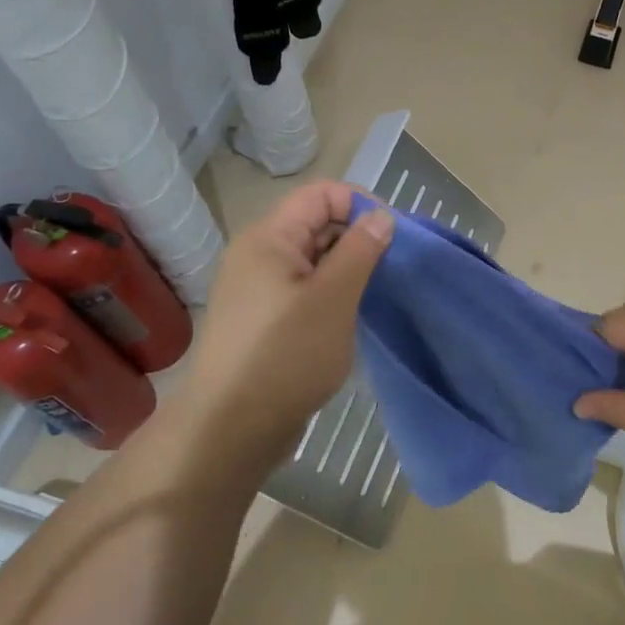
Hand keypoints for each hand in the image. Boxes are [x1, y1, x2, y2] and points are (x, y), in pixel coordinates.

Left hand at [173, 181, 392, 484]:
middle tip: (392, 270)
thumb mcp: (333, 298)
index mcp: (269, 238)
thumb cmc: (285, 356)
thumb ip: (360, 250)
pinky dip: (332, 294)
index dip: (361, 205)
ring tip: (376, 294)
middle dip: (358, 237)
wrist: (230, 430)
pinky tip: (352, 317)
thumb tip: (380, 216)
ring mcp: (259, 289)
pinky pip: (305, 290)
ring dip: (348, 269)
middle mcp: (259, 255)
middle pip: (317, 223)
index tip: (394, 238)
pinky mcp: (264, 320)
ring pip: (314, 260)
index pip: (322, 194)